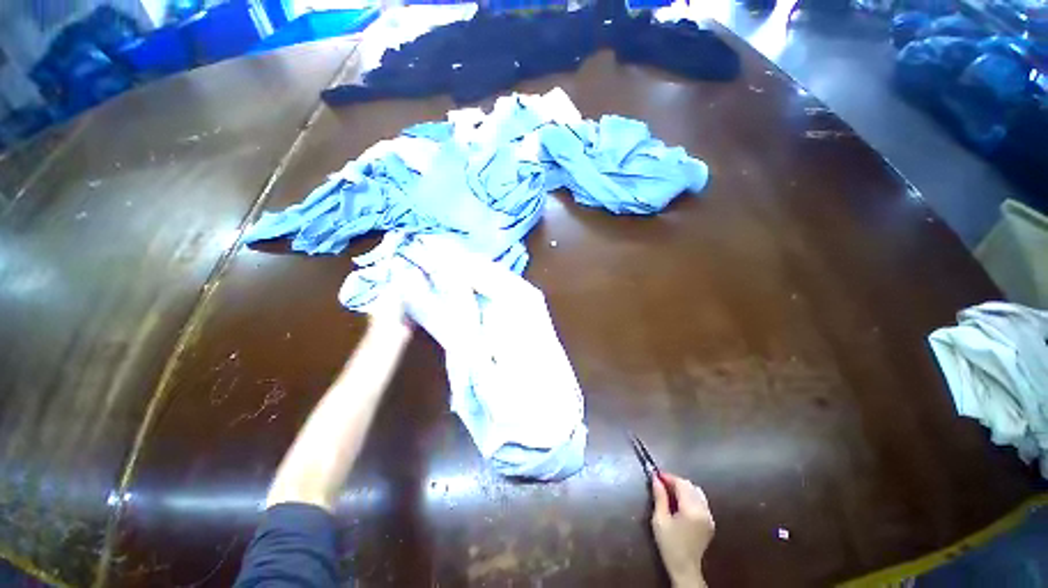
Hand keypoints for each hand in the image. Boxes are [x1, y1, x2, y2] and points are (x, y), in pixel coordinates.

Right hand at [652, 474, 713, 587]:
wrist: (685, 568)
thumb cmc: (669, 545)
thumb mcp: (660, 520)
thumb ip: (659, 497)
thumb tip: (655, 478)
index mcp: (692, 510)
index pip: (681, 484)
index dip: (668, 477)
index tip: (656, 475)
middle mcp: (704, 511)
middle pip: (690, 486)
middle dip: (675, 481)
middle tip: (660, 483)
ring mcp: (709, 517)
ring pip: (697, 492)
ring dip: (683, 488)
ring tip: (670, 492)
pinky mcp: (710, 522)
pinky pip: (701, 501)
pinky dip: (690, 496)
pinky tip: (680, 502)